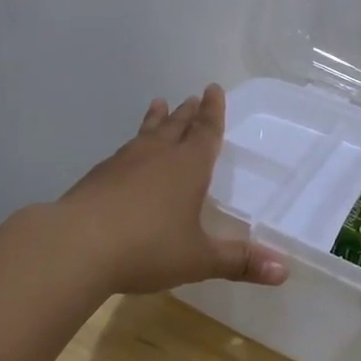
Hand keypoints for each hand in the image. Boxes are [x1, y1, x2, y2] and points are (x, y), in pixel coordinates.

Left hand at [59, 84, 288, 294]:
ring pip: (146, 134)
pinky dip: (132, 146)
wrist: (75, 245)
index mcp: (187, 167)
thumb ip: (239, 262)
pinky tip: (126, 156)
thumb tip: (285, 271)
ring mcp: (123, 163)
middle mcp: (157, 156)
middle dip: (188, 113)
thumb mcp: (199, 259)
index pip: (206, 132)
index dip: (213, 112)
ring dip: (156, 120)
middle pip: (176, 126)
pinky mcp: (97, 177)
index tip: (213, 88)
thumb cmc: (147, 247)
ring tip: (160, 104)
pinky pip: (123, 153)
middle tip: (192, 96)